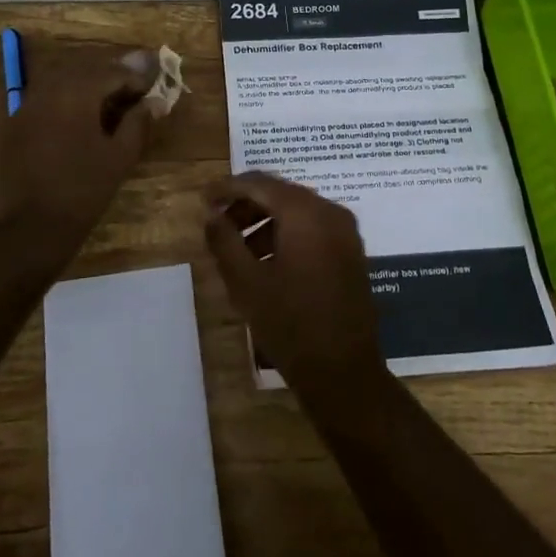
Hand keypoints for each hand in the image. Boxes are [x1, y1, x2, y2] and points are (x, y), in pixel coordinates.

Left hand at [0, 45, 157, 244]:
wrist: (31, 228)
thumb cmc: (84, 190)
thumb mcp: (120, 157)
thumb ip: (138, 123)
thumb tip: (153, 103)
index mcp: (76, 93)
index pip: (111, 72)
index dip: (135, 80)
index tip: (150, 94)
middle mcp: (47, 91)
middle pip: (85, 72)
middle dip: (110, 79)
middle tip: (131, 97)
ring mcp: (26, 107)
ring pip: (62, 84)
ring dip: (86, 90)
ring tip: (106, 109)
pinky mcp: (15, 125)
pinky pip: (45, 102)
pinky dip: (65, 104)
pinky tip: (77, 124)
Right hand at [203, 172, 385, 394]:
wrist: (343, 372)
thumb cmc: (289, 324)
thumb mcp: (245, 282)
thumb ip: (224, 241)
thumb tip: (212, 215)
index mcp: (305, 213)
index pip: (260, 184)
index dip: (228, 187)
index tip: (204, 199)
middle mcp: (330, 212)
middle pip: (281, 194)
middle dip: (246, 204)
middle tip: (218, 223)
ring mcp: (346, 233)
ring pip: (297, 212)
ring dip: (265, 222)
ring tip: (237, 248)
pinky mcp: (351, 253)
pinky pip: (313, 229)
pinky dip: (287, 234)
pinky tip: (266, 261)